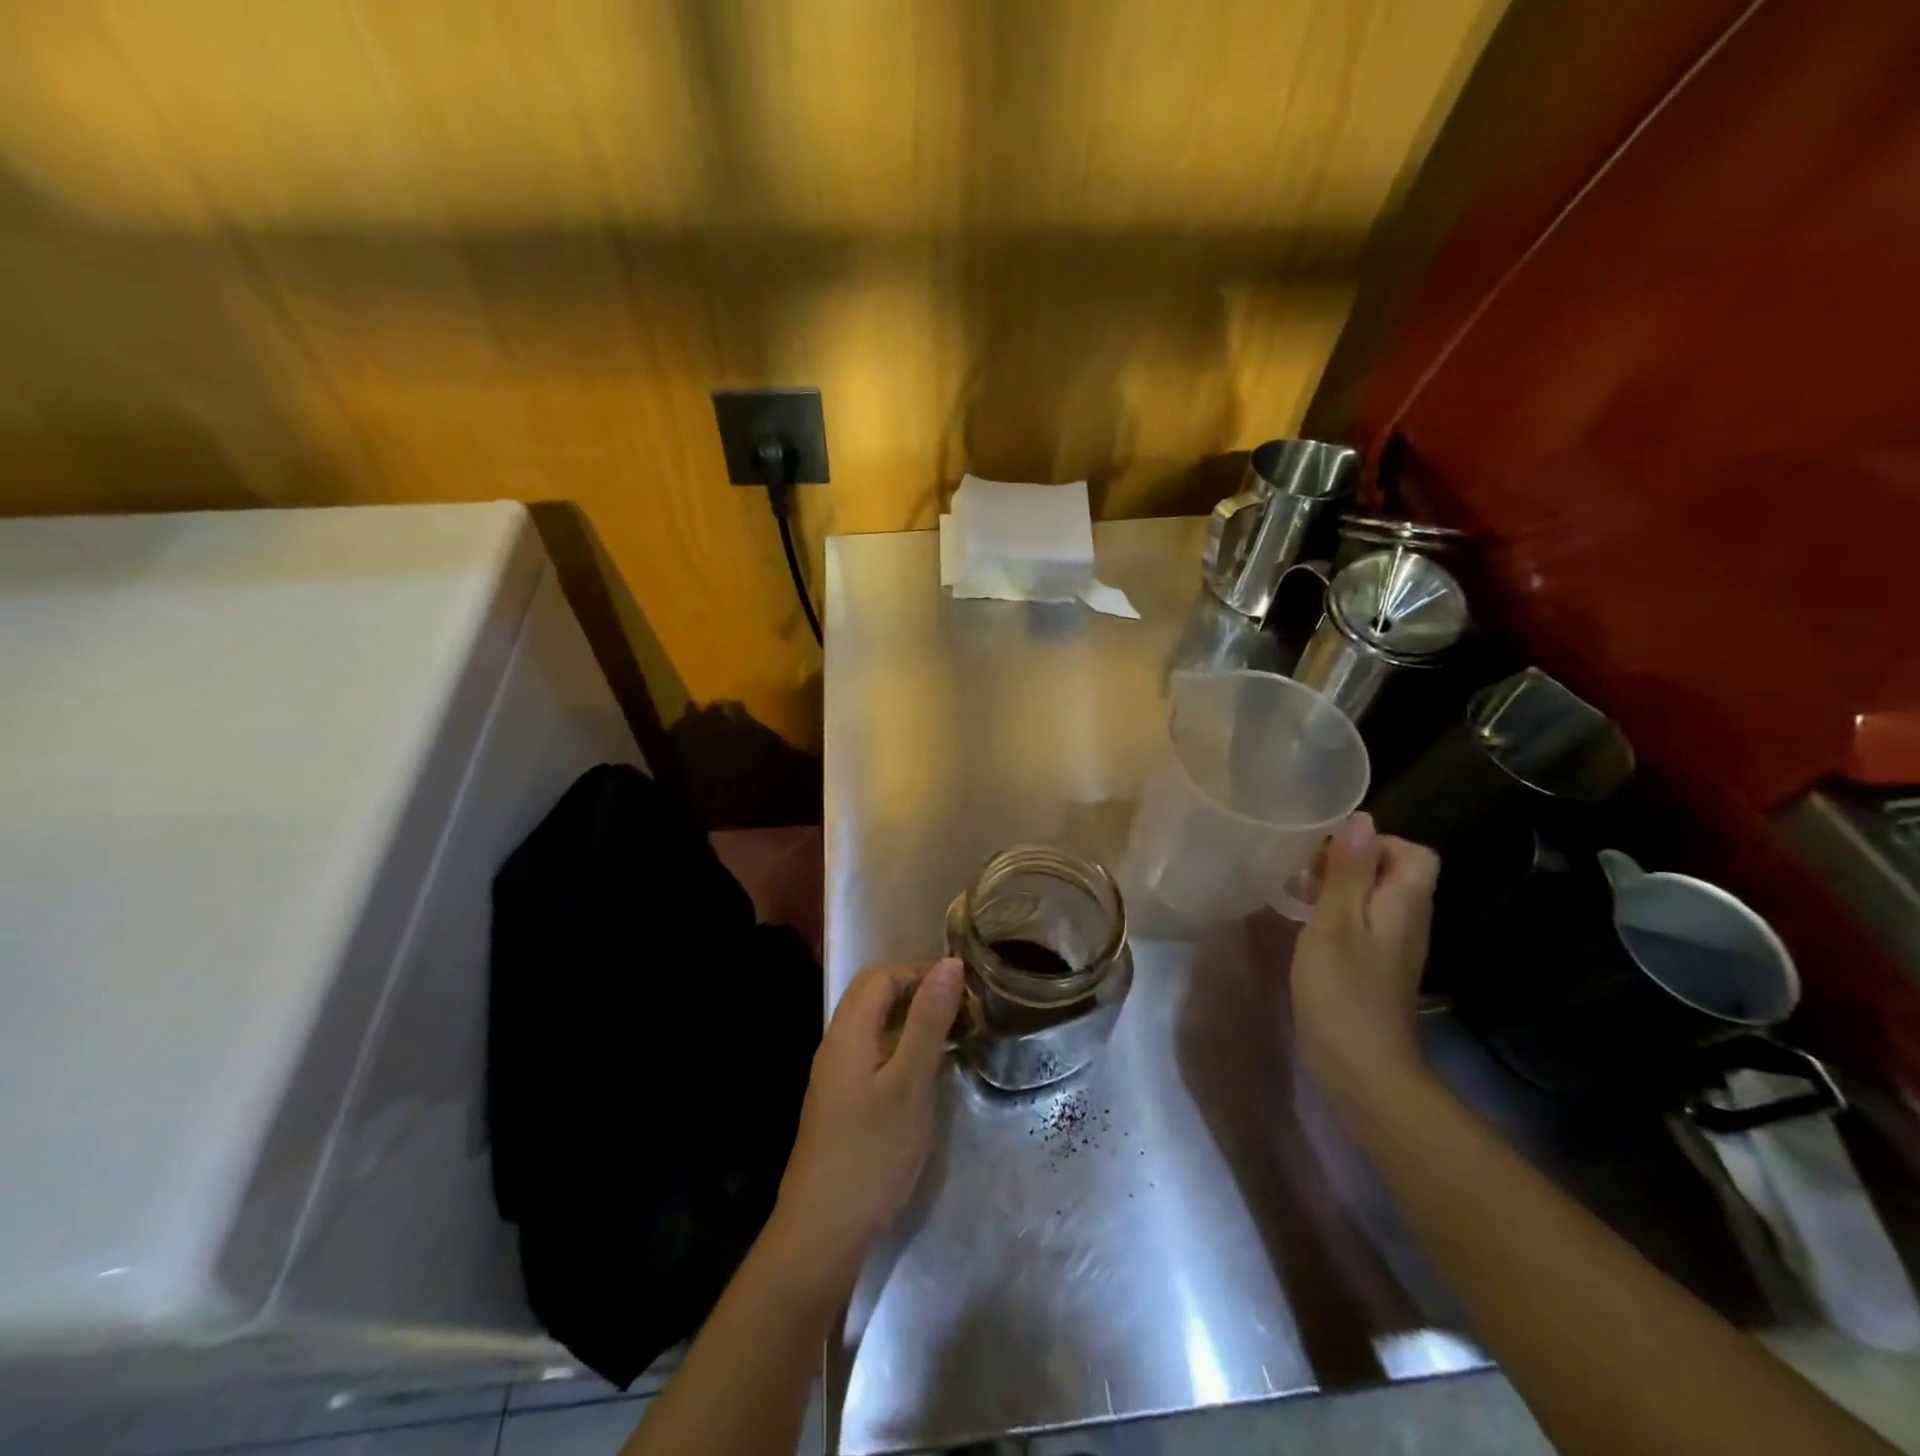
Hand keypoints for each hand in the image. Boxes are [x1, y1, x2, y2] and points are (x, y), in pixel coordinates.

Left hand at [766, 958, 963, 1300]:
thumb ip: (928, 1022)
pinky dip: (902, 1046)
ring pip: (874, 1024)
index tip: (962, 987)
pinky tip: (926, 1070)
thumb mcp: (909, 1084)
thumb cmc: (871, 1153)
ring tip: (952, 1035)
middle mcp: (836, 1044)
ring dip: (911, 1019)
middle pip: (874, 995)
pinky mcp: (842, 1100)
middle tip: (960, 1009)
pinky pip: (873, 1052)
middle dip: (917, 991)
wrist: (822, 1232)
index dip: (919, 971)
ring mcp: (836, 1074)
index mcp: (848, 1032)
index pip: (881, 976)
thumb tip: (949, 964)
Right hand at [1291, 812, 1440, 1113]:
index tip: (1331, 853)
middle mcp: (1407, 922)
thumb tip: (1362, 820)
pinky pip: (1362, 926)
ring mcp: (1392, 950)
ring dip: (1339, 889)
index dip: (1376, 843)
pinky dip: (1336, 917)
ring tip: (1298, 894)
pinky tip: (1305, 929)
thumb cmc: (1344, 991)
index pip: (1415, 854)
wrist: (1363, 1072)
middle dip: (1350, 863)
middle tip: (1305, 872)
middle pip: (1393, 874)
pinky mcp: (1374, 970)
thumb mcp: (1336, 923)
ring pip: (1374, 900)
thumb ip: (1349, 872)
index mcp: (1404, 905)